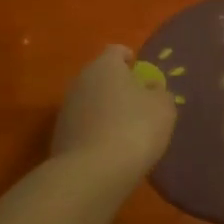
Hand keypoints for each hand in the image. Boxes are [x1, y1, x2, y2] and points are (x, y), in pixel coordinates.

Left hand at [52, 45, 176, 179]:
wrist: (92, 173)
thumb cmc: (134, 128)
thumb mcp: (163, 108)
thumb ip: (159, 92)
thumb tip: (151, 88)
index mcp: (105, 65)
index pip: (116, 51)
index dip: (130, 59)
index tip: (141, 73)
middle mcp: (81, 80)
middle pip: (101, 76)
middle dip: (117, 86)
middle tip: (137, 103)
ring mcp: (66, 109)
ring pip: (90, 101)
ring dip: (105, 110)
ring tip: (124, 130)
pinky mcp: (59, 136)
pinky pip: (83, 126)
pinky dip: (95, 132)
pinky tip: (109, 150)